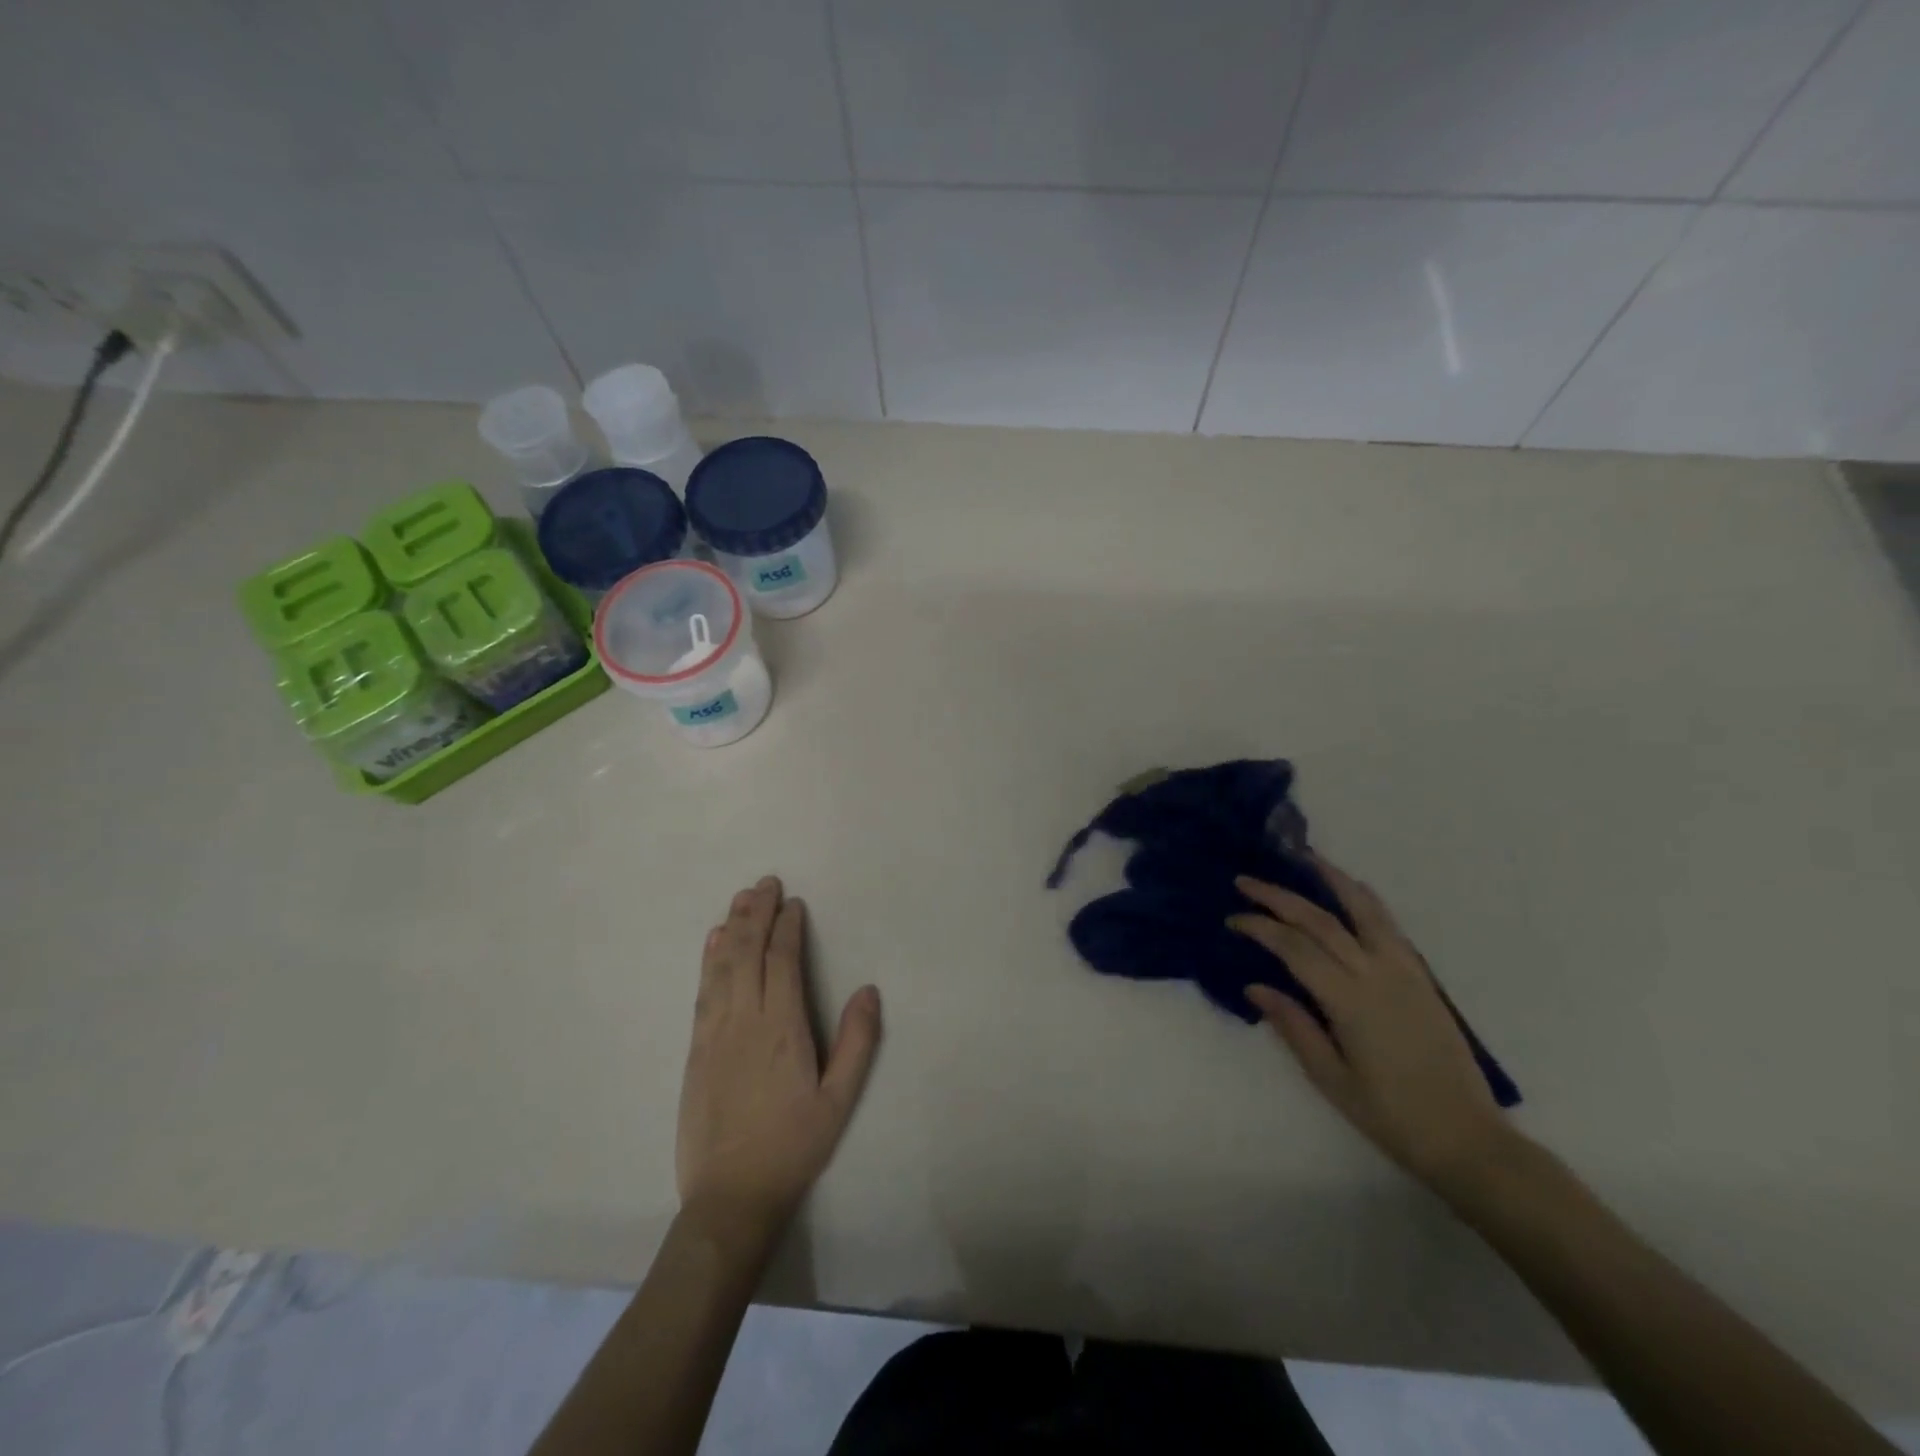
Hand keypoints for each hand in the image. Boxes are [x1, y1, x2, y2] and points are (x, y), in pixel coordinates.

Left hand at [676, 877, 881, 1241]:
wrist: (730, 1196)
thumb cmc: (793, 1146)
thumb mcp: (840, 1100)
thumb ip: (857, 1042)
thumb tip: (869, 990)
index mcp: (783, 1029)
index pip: (783, 961)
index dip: (787, 927)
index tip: (793, 903)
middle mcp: (745, 1020)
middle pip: (748, 953)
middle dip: (757, 914)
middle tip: (765, 883)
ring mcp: (714, 1033)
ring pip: (722, 966)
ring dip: (733, 928)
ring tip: (741, 898)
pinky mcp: (696, 1049)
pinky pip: (703, 991)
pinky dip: (709, 960)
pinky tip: (713, 942)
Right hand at [1228, 858, 1511, 1190]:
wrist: (1467, 1138)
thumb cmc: (1391, 1116)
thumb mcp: (1331, 1078)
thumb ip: (1294, 1026)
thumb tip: (1255, 986)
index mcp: (1350, 1001)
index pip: (1295, 948)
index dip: (1260, 927)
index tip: (1233, 919)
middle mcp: (1377, 974)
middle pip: (1321, 921)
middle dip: (1280, 897)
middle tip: (1247, 881)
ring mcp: (1405, 971)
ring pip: (1364, 910)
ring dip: (1332, 880)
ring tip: (1305, 859)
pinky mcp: (1421, 977)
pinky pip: (1389, 925)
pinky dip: (1365, 901)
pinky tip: (1351, 892)